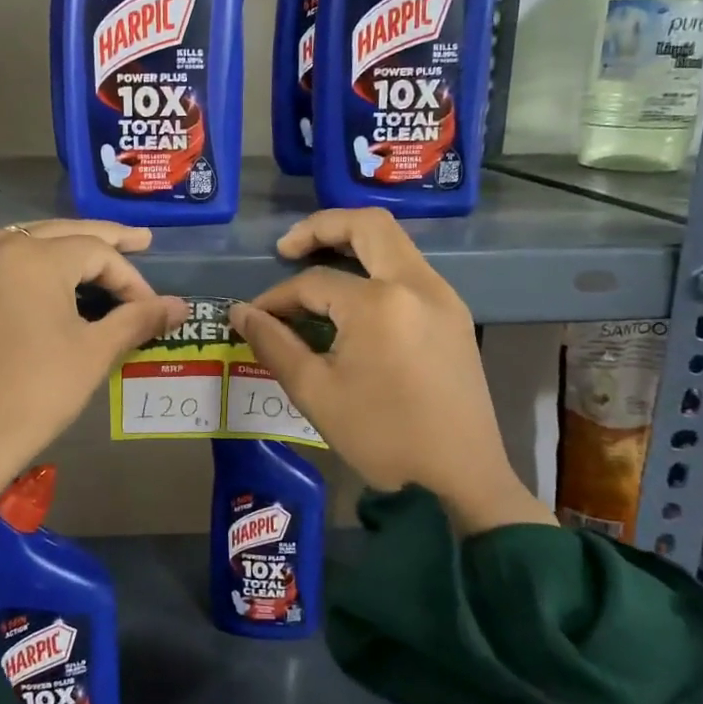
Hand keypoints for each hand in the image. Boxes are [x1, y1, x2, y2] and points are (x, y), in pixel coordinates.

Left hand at [0, 221, 185, 563]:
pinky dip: (18, 255)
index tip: (151, 307)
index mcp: (33, 256)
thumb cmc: (33, 396)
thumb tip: (180, 306)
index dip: (131, 278)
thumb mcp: (93, 354)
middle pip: (61, 233)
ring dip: (61, 246)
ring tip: (94, 258)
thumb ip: (138, 319)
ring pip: (24, 239)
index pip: (98, 252)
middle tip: (142, 242)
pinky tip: (33, 266)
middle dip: (104, 241)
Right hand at [230, 208, 552, 535]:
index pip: (314, 281)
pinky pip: (409, 271)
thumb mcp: (316, 393)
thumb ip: (274, 344)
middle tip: (287, 249)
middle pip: (368, 225)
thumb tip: (240, 313)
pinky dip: (376, 268)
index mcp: (379, 303)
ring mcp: (442, 297)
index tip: (254, 317)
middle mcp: (417, 284)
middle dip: (321, 227)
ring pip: (394, 244)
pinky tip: (353, 299)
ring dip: (352, 245)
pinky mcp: (454, 315)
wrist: (462, 478)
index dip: (277, 297)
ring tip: (315, 266)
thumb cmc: (383, 437)